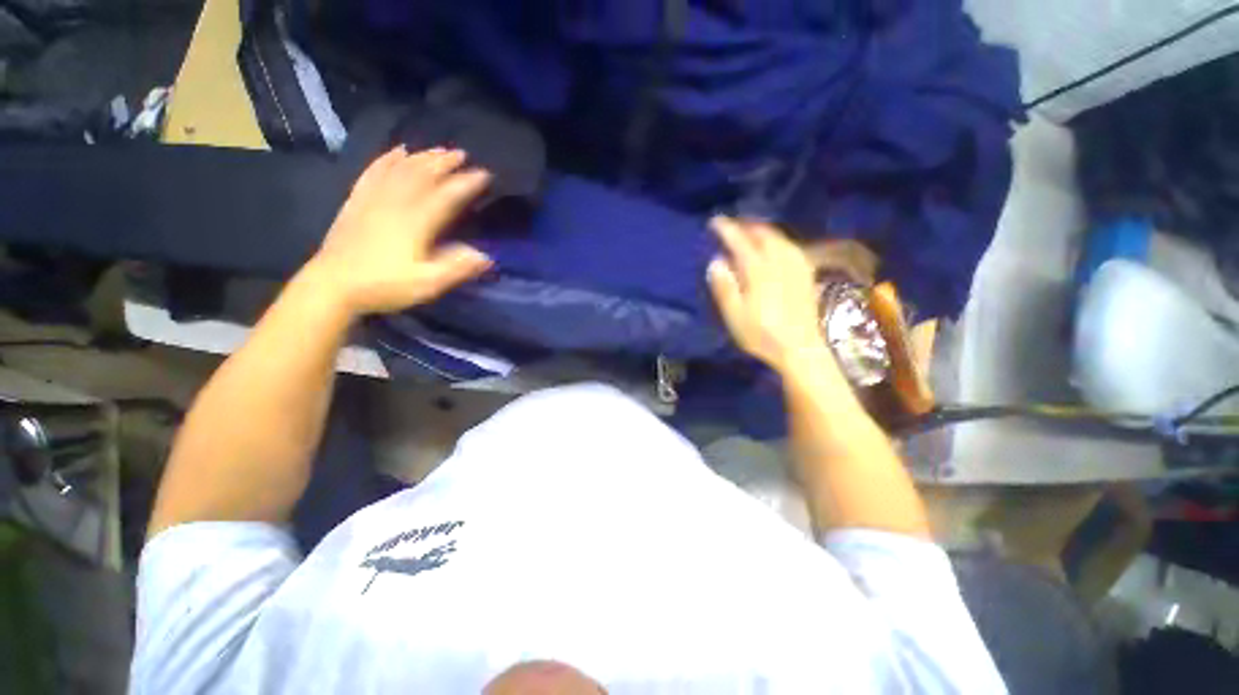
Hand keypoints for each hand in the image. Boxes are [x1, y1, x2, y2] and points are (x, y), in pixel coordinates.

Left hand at [310, 146, 492, 316]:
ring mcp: (373, 199)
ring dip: (421, 157)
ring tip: (438, 150)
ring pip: (400, 169)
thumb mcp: (427, 284)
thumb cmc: (384, 286)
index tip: (484, 173)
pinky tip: (397, 151)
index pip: (446, 196)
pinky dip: (387, 159)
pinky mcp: (357, 201)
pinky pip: (374, 172)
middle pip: (422, 175)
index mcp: (415, 223)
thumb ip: (457, 268)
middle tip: (462, 154)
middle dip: (444, 163)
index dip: (466, 183)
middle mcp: (395, 204)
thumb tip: (485, 256)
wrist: (332, 285)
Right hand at [706, 217, 829, 374]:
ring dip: (763, 229)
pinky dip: (779, 239)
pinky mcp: (806, 274)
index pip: (741, 242)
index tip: (715, 221)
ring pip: (780, 238)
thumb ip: (725, 287)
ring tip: (751, 229)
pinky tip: (776, 244)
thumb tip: (716, 261)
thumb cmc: (762, 335)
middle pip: (764, 234)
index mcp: (759, 272)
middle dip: (747, 225)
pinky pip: (792, 246)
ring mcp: (796, 267)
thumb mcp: (735, 316)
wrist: (800, 348)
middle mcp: (780, 262)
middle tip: (732, 224)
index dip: (727, 229)